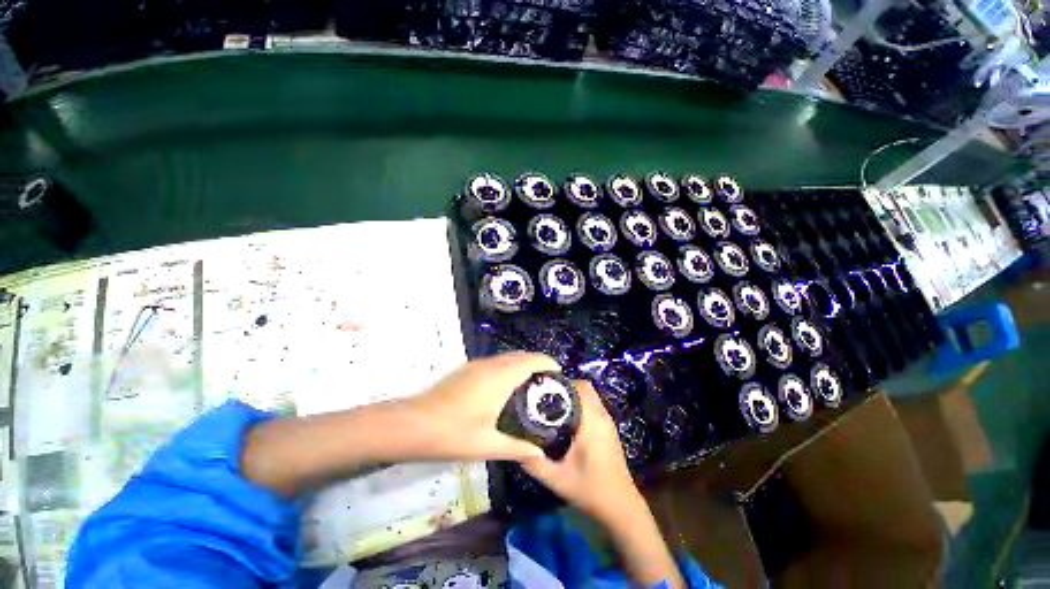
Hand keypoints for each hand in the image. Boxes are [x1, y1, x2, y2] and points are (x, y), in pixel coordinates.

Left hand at [405, 352, 559, 462]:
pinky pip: (495, 363)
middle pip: (521, 356)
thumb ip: (517, 448)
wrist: (412, 424)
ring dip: (521, 365)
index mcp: (500, 377)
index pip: (531, 360)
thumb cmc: (452, 433)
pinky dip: (508, 368)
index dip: (548, 363)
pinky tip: (506, 389)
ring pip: (507, 358)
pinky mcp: (467, 370)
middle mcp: (490, 365)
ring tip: (530, 387)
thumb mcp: (487, 444)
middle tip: (547, 385)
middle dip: (537, 364)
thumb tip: (539, 453)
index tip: (559, 374)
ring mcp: (476, 365)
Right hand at [520, 380, 644, 525]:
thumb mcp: (557, 479)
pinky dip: (579, 403)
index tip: (541, 388)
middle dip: (564, 387)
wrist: (620, 507)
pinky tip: (565, 418)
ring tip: (551, 404)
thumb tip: (514, 445)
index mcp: (592, 420)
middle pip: (584, 386)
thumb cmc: (590, 490)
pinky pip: (592, 404)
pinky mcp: (608, 427)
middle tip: (544, 396)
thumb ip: (534, 462)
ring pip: (589, 394)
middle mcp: (602, 415)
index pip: (578, 387)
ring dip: (572, 395)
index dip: (559, 383)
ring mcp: (607, 420)